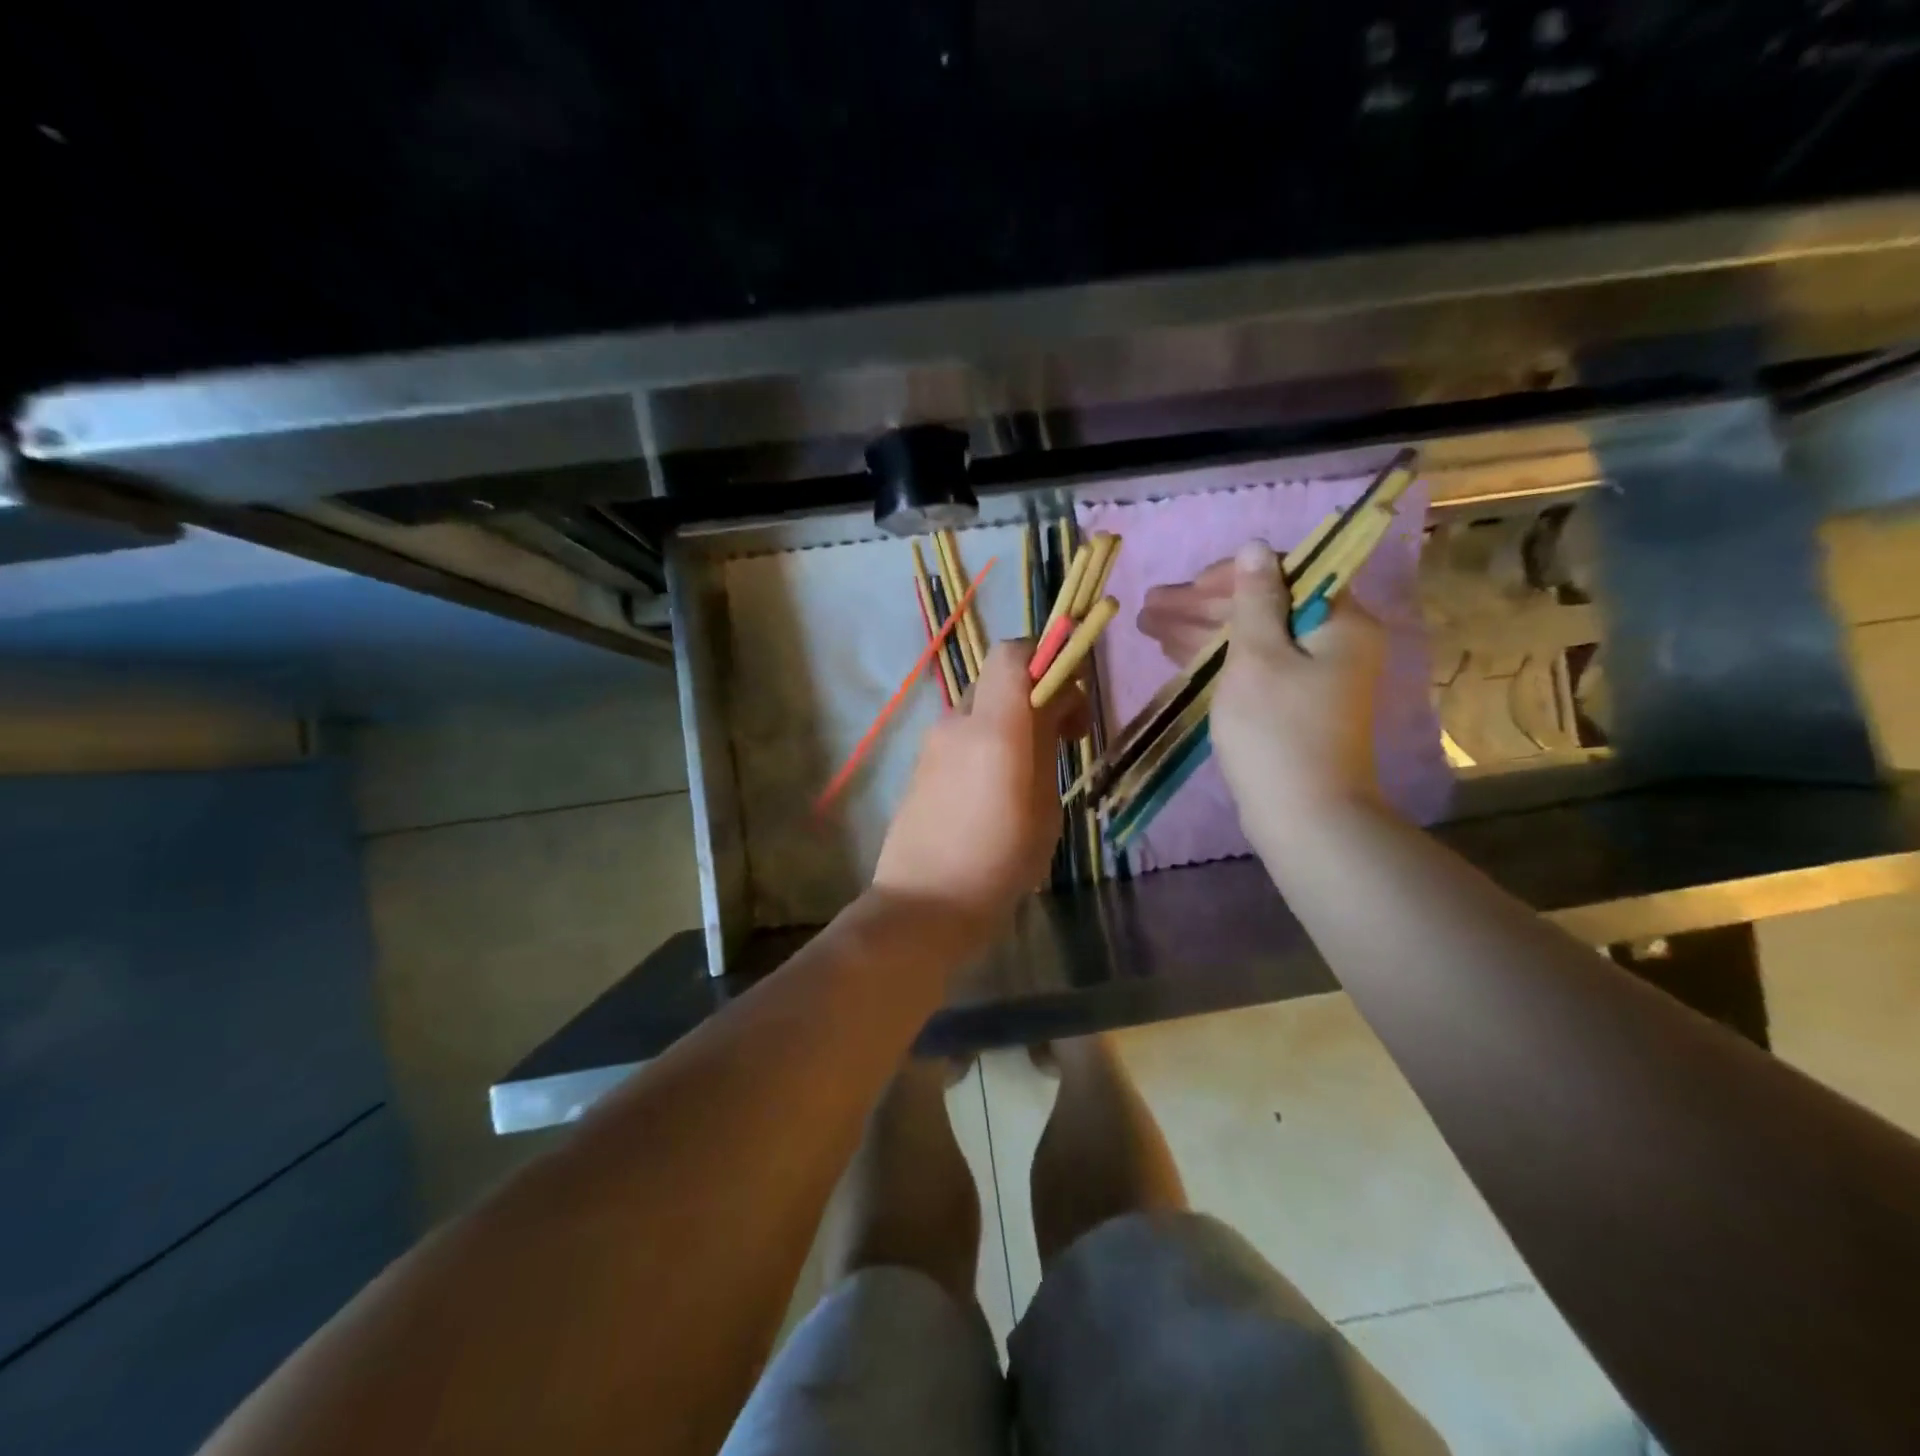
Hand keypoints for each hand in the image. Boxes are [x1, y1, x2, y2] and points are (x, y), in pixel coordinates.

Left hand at [873, 643, 1085, 926]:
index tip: (1075, 690)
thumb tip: (1049, 709)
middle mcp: (957, 723)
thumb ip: (1044, 744)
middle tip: (1065, 736)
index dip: (1048, 655)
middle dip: (1037, 692)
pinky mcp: (921, 766)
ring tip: (1035, 768)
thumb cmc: (999, 862)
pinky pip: (963, 735)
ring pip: (981, 708)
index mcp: (994, 728)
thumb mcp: (1043, 804)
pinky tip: (1000, 786)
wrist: (924, 906)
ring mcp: (933, 744)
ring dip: (1013, 719)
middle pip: (999, 678)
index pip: (1014, 653)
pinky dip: (989, 739)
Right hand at [1138, 542, 1383, 853]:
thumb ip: (1254, 599)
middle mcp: (1331, 641)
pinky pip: (1250, 666)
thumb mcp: (1258, 656)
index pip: (1284, 573)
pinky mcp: (1290, 704)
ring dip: (1200, 629)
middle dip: (1202, 605)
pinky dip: (1215, 657)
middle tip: (1150, 605)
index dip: (1229, 576)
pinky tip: (1174, 650)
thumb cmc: (1278, 730)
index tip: (1186, 588)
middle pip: (1261, 606)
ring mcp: (1310, 676)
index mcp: (1338, 621)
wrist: (1304, 816)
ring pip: (1250, 638)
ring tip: (1148, 624)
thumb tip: (1254, 547)